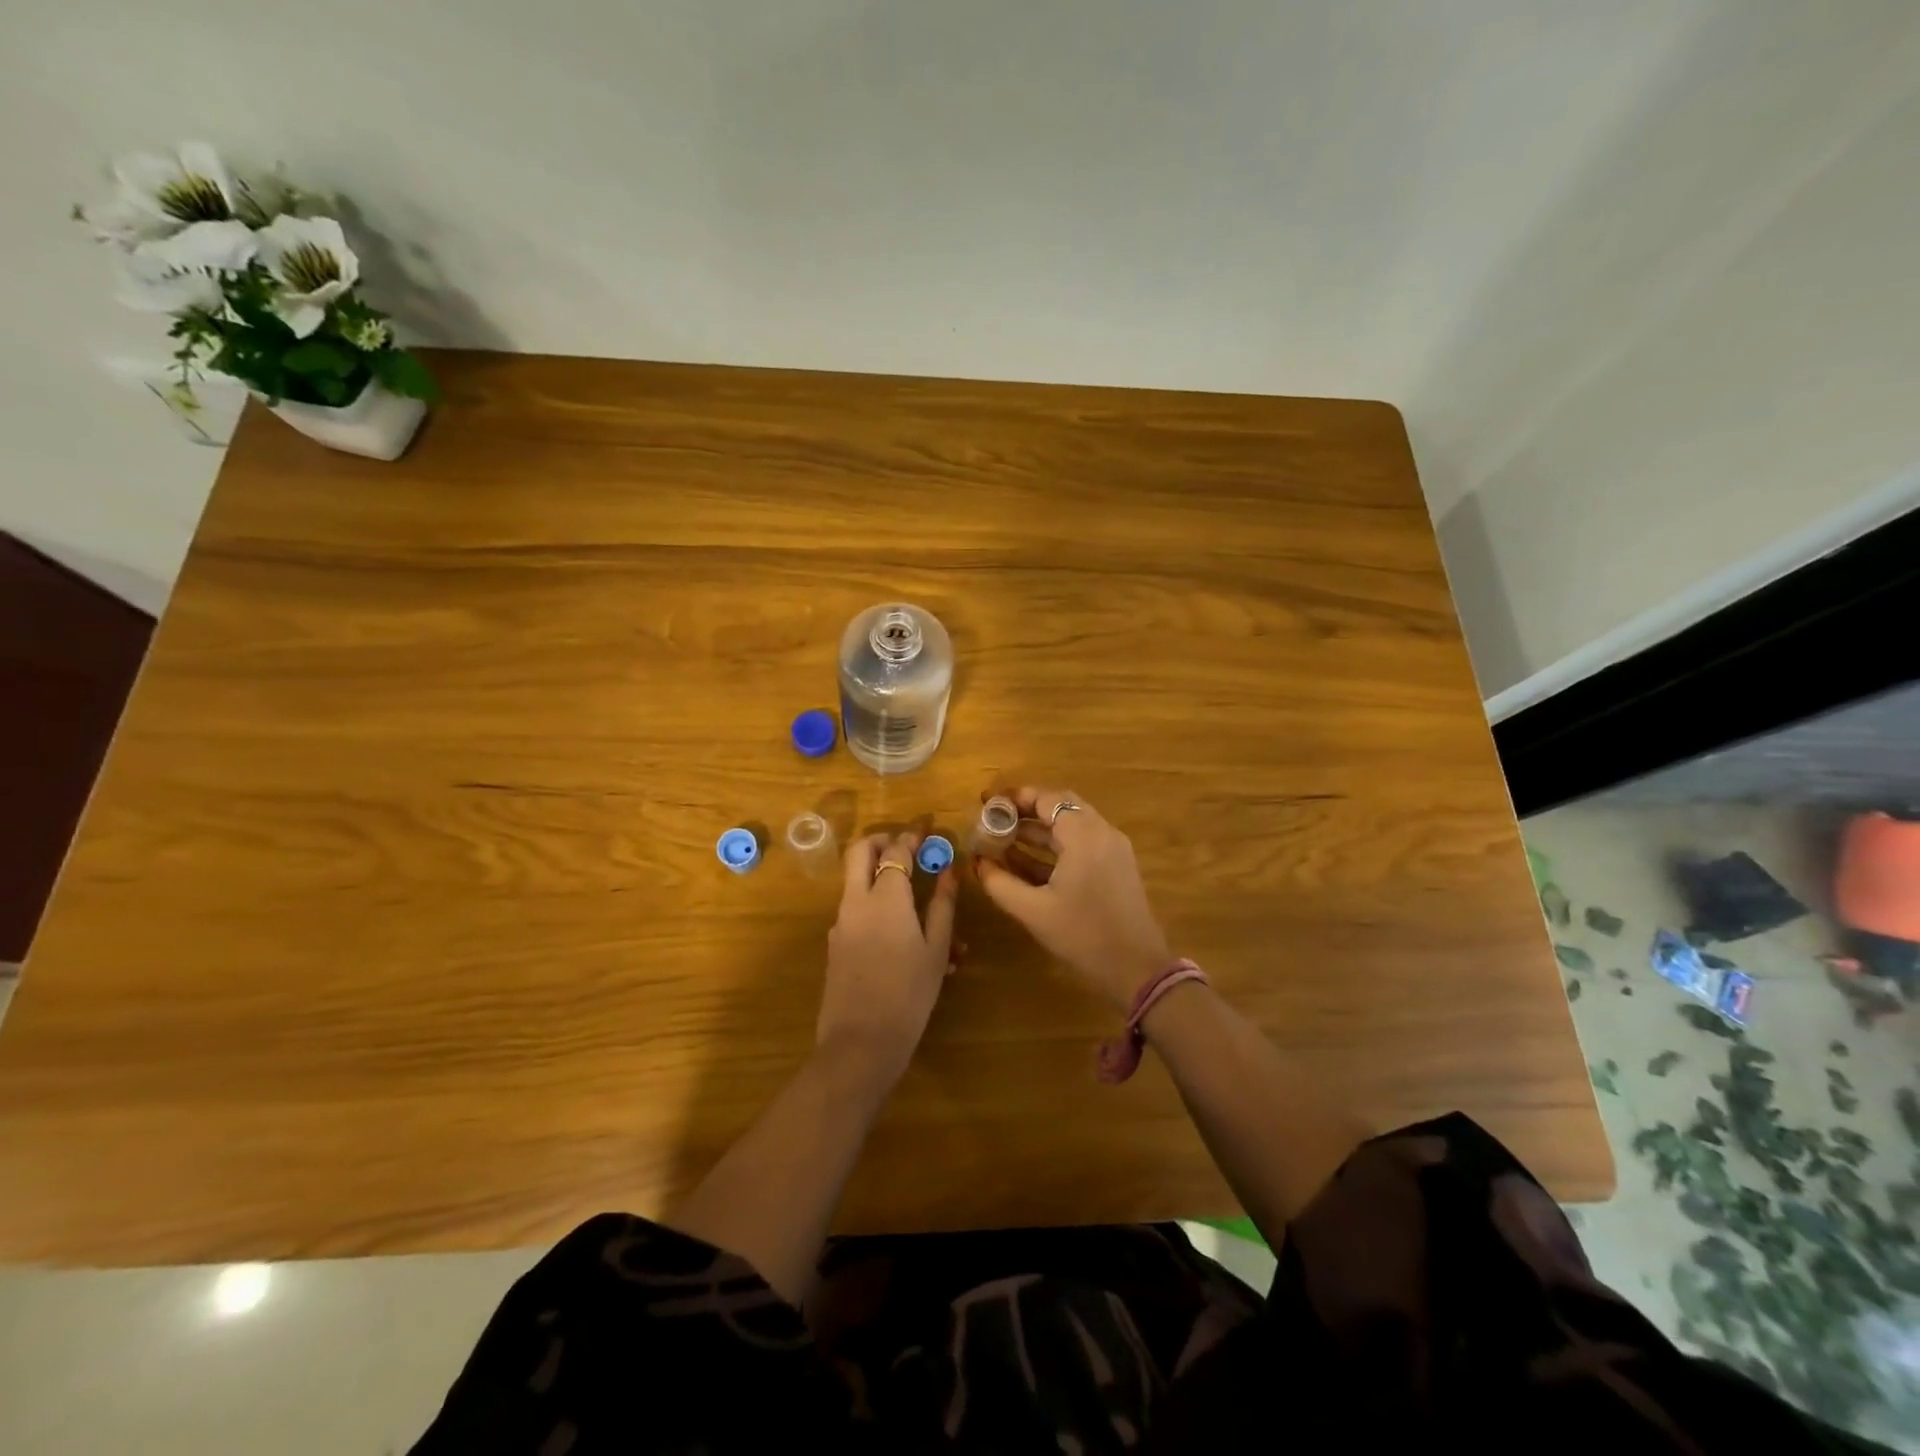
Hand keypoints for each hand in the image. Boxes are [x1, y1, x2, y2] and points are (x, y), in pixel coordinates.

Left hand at [817, 831, 958, 1092]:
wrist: (860, 1042)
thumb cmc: (909, 994)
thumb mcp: (936, 949)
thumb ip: (943, 906)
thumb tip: (949, 871)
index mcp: (885, 897)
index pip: (896, 850)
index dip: (912, 835)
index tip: (926, 829)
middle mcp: (856, 901)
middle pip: (860, 852)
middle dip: (882, 841)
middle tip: (906, 847)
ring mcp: (841, 923)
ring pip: (857, 883)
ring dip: (881, 877)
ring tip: (918, 901)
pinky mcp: (835, 944)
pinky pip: (857, 912)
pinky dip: (878, 909)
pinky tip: (905, 938)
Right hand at [975, 787, 1171, 1011]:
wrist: (1137, 968)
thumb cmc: (1083, 935)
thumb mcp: (1033, 911)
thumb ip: (1000, 883)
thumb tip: (978, 862)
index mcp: (1084, 835)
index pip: (1046, 799)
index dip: (1015, 797)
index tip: (987, 801)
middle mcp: (1102, 832)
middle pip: (1061, 806)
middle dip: (1026, 810)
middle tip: (995, 817)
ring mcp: (1112, 849)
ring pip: (1071, 825)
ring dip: (1039, 829)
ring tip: (1003, 838)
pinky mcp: (1116, 866)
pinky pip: (1082, 843)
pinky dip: (1055, 845)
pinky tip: (1027, 861)